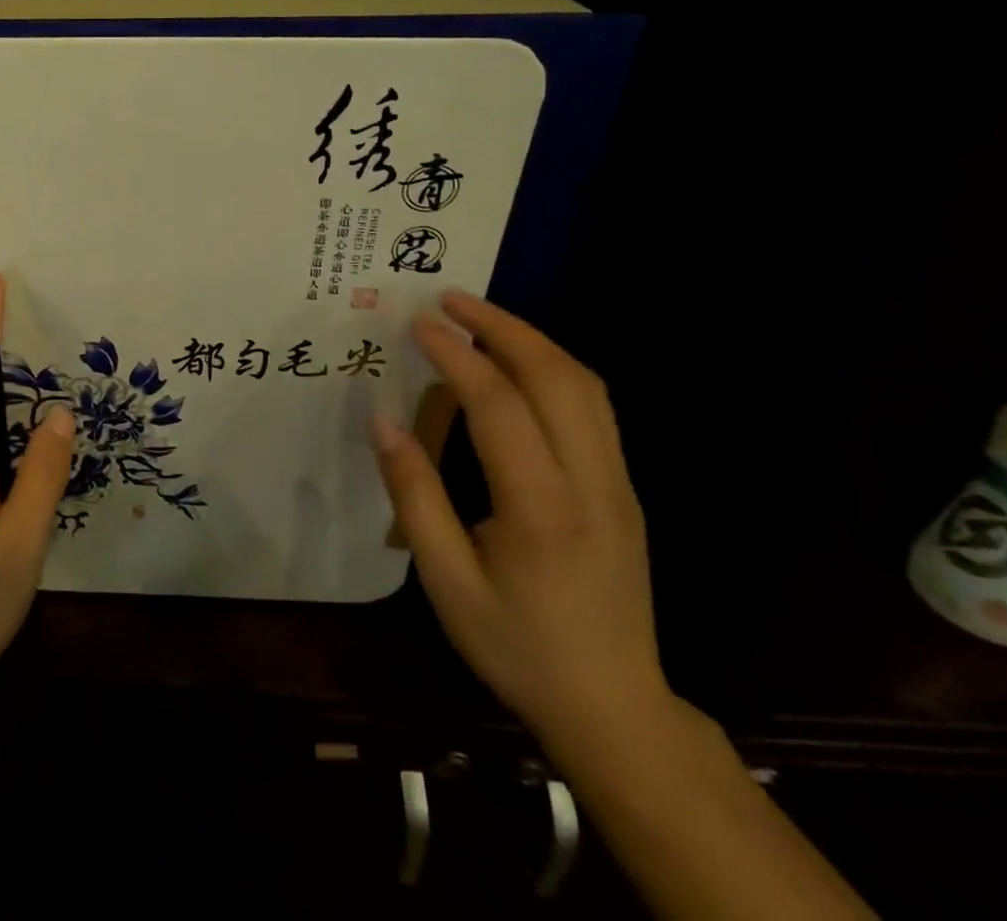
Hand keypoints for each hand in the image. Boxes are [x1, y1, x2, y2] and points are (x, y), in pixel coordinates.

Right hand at [372, 290, 669, 757]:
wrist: (614, 707)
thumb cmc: (517, 646)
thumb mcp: (446, 581)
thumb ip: (414, 495)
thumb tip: (383, 421)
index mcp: (543, 509)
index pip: (501, 407)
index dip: (457, 357)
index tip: (418, 324)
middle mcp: (592, 483)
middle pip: (558, 378)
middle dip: (502, 327)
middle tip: (450, 299)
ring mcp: (618, 483)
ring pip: (586, 386)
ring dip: (532, 340)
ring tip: (480, 318)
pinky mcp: (623, 488)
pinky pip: (594, 407)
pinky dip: (553, 367)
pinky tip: (517, 364)